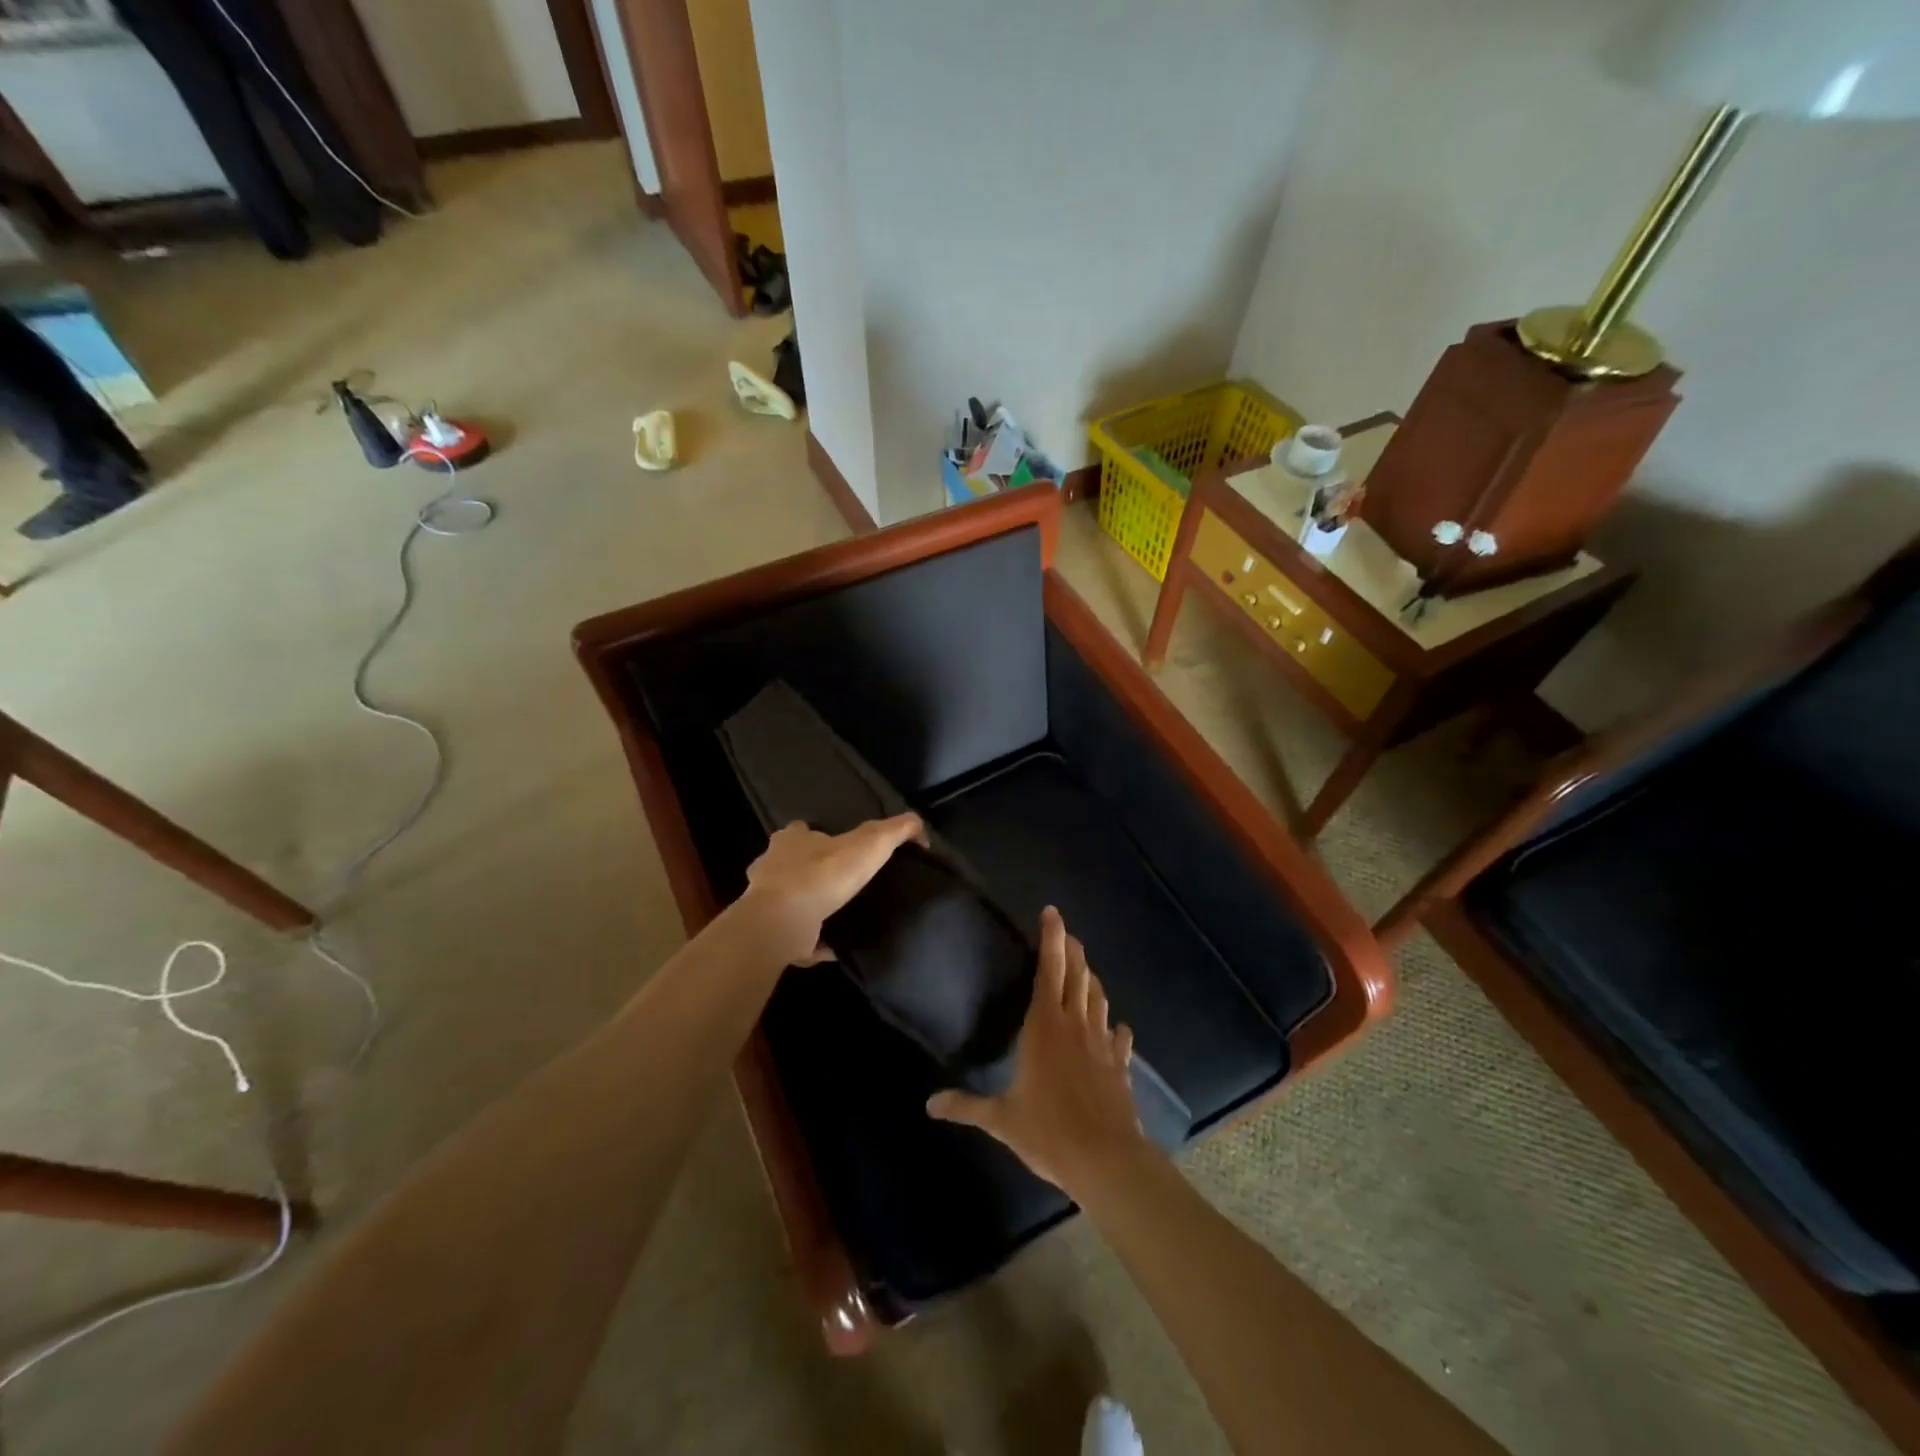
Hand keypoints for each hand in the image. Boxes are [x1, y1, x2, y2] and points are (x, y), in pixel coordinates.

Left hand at [742, 814, 925, 965]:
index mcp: (792, 840)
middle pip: (788, 864)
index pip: (801, 830)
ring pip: (788, 900)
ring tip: (839, 917)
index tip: (836, 846)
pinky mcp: (770, 933)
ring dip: (809, 908)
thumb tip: (920, 827)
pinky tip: (834, 949)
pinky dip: (812, 943)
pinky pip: (795, 936)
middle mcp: (772, 866)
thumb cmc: (824, 874)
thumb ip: (897, 830)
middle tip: (839, 885)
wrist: (783, 921)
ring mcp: (765, 902)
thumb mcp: (871, 842)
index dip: (817, 835)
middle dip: (808, 871)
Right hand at [927, 906, 1155, 1196]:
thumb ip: (966, 1107)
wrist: (1106, 1160)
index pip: (1049, 971)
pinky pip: (1120, 1038)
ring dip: (1091, 979)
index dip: (1051, 940)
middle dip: (1072, 949)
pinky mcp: (1120, 1065)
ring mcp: (1101, 1044)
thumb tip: (929, 1105)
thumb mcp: (1002, 1119)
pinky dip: (1117, 1029)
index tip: (1052, 913)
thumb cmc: (1049, 1132)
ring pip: (1098, 999)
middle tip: (1067, 933)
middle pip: (1077, 975)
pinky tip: (1119, 1028)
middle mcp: (1075, 1026)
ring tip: (1085, 969)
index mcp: (1044, 1028)